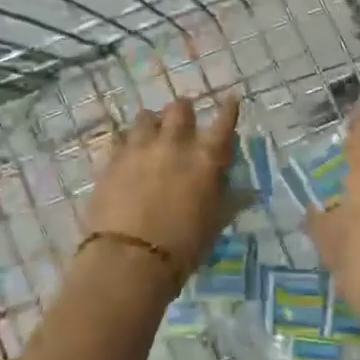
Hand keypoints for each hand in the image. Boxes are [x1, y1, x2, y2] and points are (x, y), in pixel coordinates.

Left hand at [83, 95, 241, 279]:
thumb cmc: (183, 246)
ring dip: (153, 122)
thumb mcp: (215, 224)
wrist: (129, 259)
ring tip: (152, 134)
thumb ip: (229, 199)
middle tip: (184, 122)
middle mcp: (174, 143)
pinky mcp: (112, 160)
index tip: (231, 99)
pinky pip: (120, 138)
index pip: (224, 122)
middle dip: (185, 112)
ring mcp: (139, 148)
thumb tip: (248, 190)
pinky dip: (127, 142)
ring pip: (146, 116)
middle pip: (180, 109)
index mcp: (206, 158)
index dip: (229, 109)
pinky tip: (127, 152)